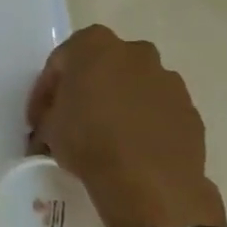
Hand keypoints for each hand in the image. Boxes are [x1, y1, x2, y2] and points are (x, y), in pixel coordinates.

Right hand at [26, 25, 225, 226]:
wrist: (149, 180)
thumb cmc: (88, 141)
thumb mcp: (49, 127)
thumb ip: (50, 114)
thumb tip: (52, 123)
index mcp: (94, 46)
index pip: (60, 61)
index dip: (46, 91)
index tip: (38, 119)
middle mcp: (135, 52)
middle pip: (102, 66)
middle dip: (86, 89)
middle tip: (71, 121)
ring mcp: (167, 79)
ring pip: (133, 86)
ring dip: (117, 105)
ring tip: (104, 138)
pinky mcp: (188, 109)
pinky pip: (156, 110)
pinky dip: (142, 122)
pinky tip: (130, 149)